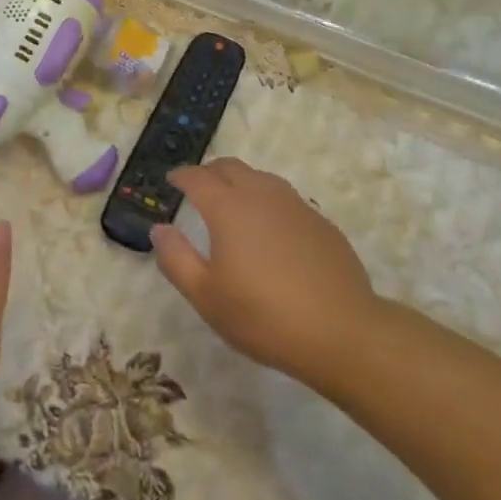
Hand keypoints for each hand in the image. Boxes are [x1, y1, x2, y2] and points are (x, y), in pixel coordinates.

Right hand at [150, 159, 379, 385]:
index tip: (171, 180)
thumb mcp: (206, 296)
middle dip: (209, 171)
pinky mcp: (320, 222)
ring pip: (261, 178)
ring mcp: (295, 205)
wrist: (341, 331)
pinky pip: (285, 198)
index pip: (198, 178)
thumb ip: (176, 259)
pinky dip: (267, 200)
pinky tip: (270, 227)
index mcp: (228, 208)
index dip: (181, 176)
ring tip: (232, 201)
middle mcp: (261, 195)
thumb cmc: (263, 316)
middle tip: (198, 186)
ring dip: (240, 181)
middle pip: (230, 167)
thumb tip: (159, 229)